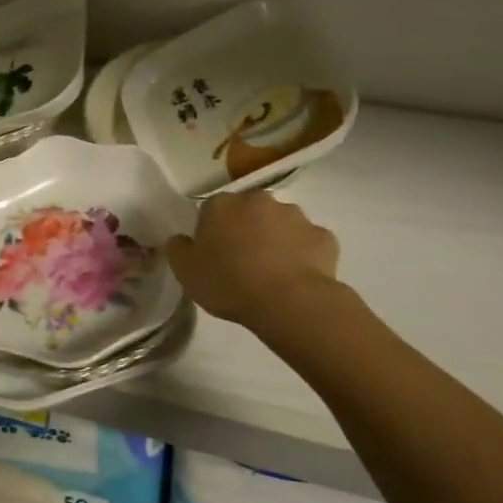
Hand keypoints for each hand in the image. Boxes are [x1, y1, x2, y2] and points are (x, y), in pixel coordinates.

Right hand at [165, 192, 356, 347]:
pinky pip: (309, 243)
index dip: (212, 233)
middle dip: (246, 230)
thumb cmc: (229, 283)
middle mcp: (259, 200)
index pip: (211, 210)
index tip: (214, 257)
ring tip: (273, 274)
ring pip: (281, 224)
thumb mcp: (186, 272)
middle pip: (248, 211)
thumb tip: (180, 239)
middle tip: (243, 263)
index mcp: (222, 204)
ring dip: (276, 240)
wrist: (290, 302)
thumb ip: (178, 249)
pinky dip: (304, 255)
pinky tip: (298, 278)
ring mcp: (296, 215)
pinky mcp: (324, 237)